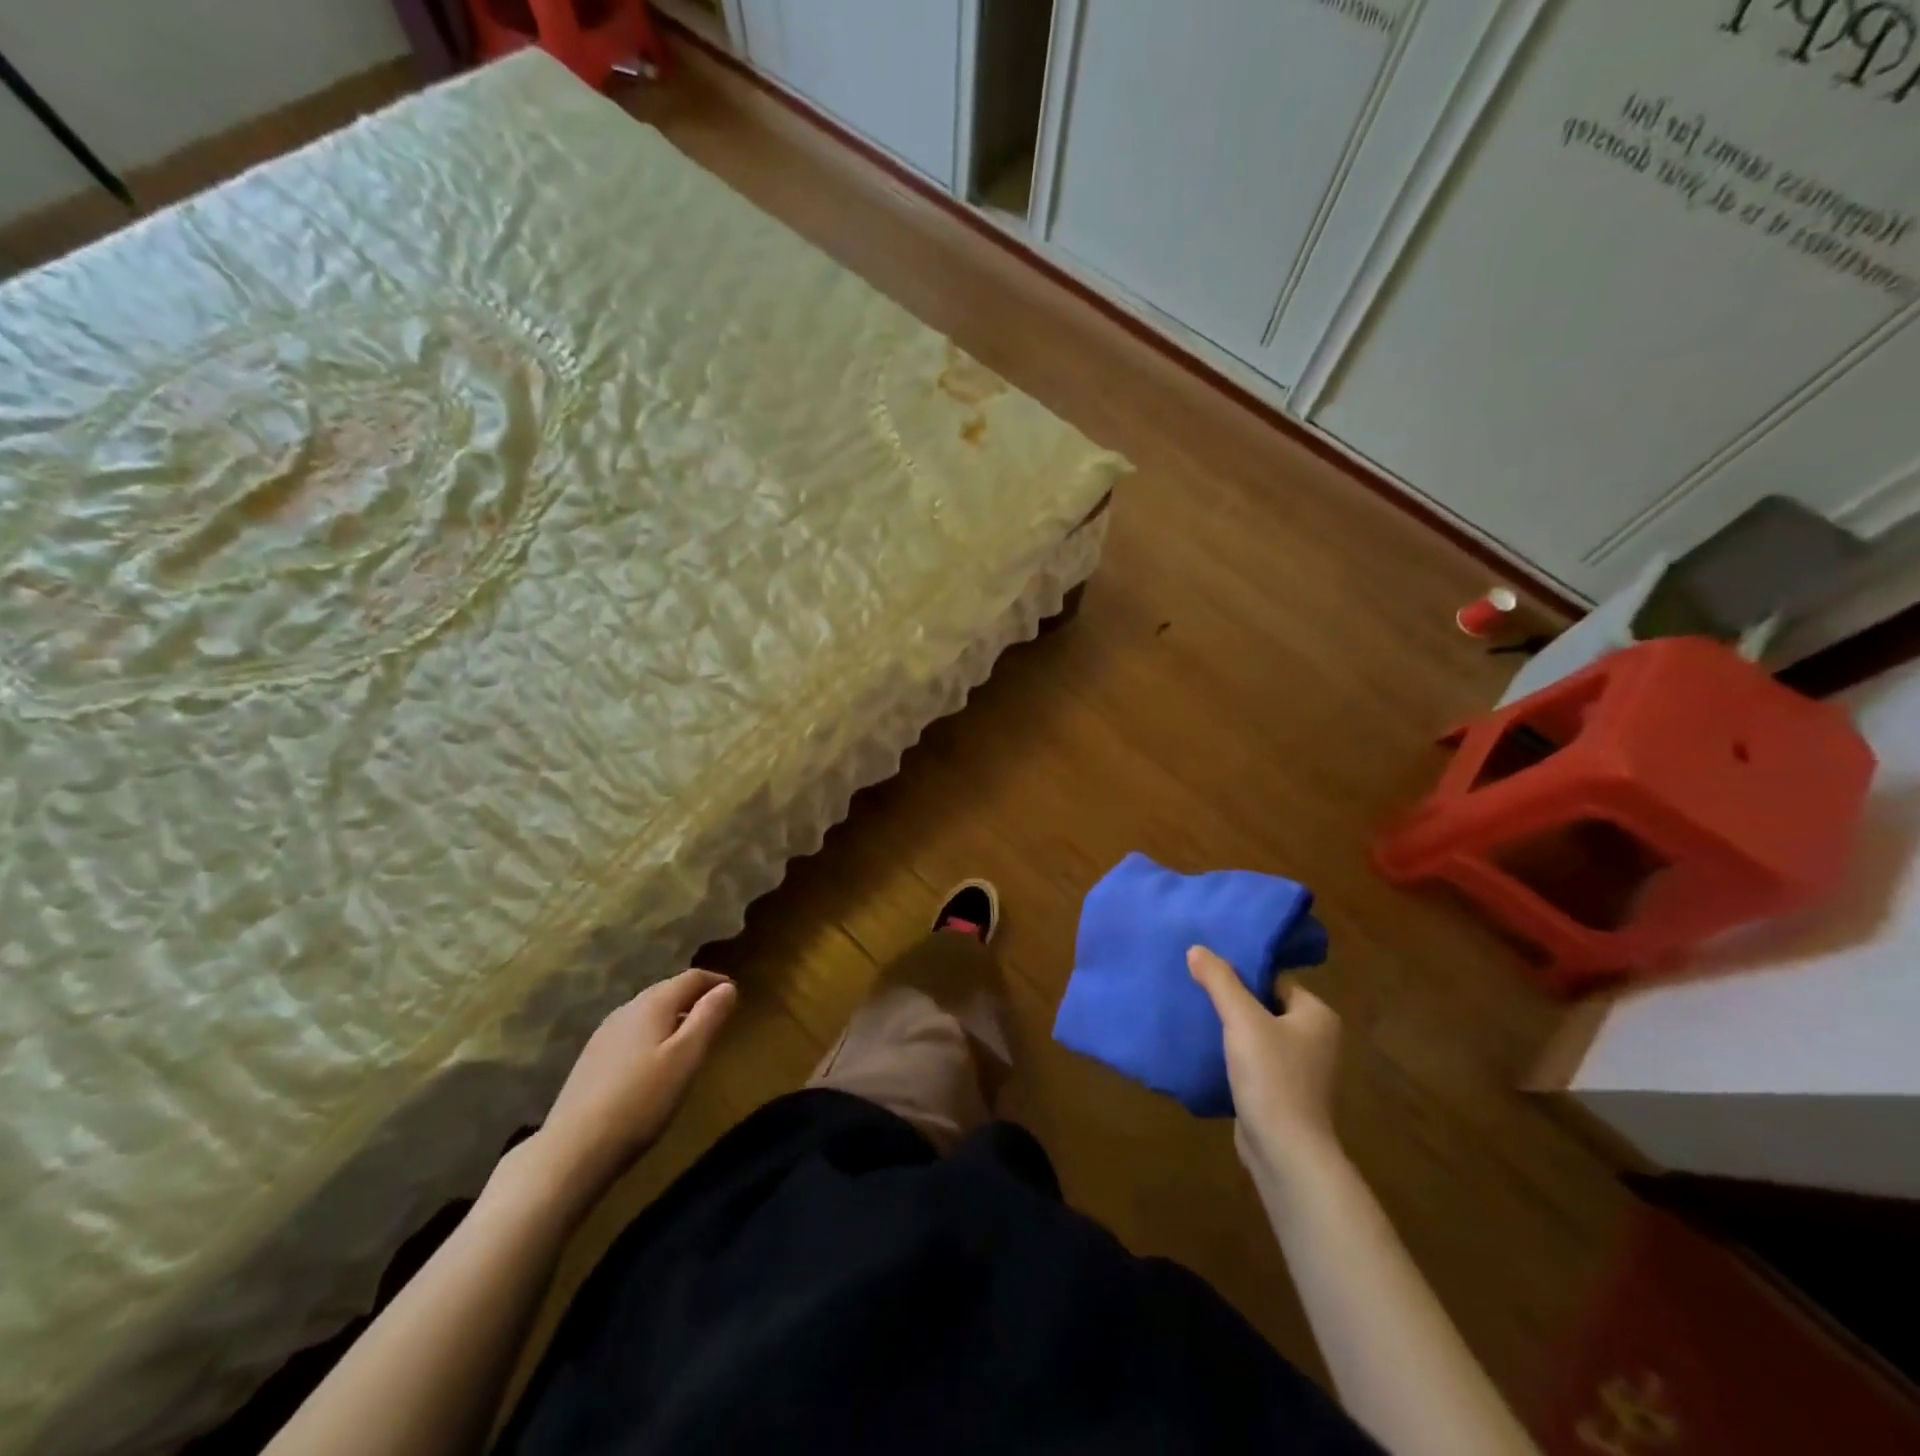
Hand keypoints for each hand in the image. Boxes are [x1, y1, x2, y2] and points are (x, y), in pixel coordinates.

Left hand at [528, 969, 737, 1202]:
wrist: (573, 1149)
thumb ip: (709, 1018)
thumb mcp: (687, 1057)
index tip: (735, 995)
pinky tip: (655, 1062)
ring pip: (648, 1013)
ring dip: (673, 1017)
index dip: (716, 982)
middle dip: (694, 997)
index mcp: (652, 1003)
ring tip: (690, 1038)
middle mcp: (626, 1009)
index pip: (691, 977)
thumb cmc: (642, 1099)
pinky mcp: (591, 1059)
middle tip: (717, 1015)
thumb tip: (728, 987)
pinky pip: (632, 1033)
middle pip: (667, 991)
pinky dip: (653, 1036)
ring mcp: (604, 1034)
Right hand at [1188, 946, 1342, 1183]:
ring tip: (1195, 1016)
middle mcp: (1316, 1039)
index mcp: (1317, 1015)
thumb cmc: (1272, 1077)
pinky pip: (1254, 1062)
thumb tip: (1197, 948)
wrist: (1285, 1153)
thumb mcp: (1242, 1020)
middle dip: (1233, 1000)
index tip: (1208, 969)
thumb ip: (1219, 981)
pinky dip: (1233, 1056)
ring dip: (1231, 1030)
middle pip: (1265, 1005)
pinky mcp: (1283, 1094)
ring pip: (1257, 1035)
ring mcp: (1301, 1070)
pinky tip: (1207, 1051)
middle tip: (1196, 989)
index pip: (1274, 979)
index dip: (1241, 973)